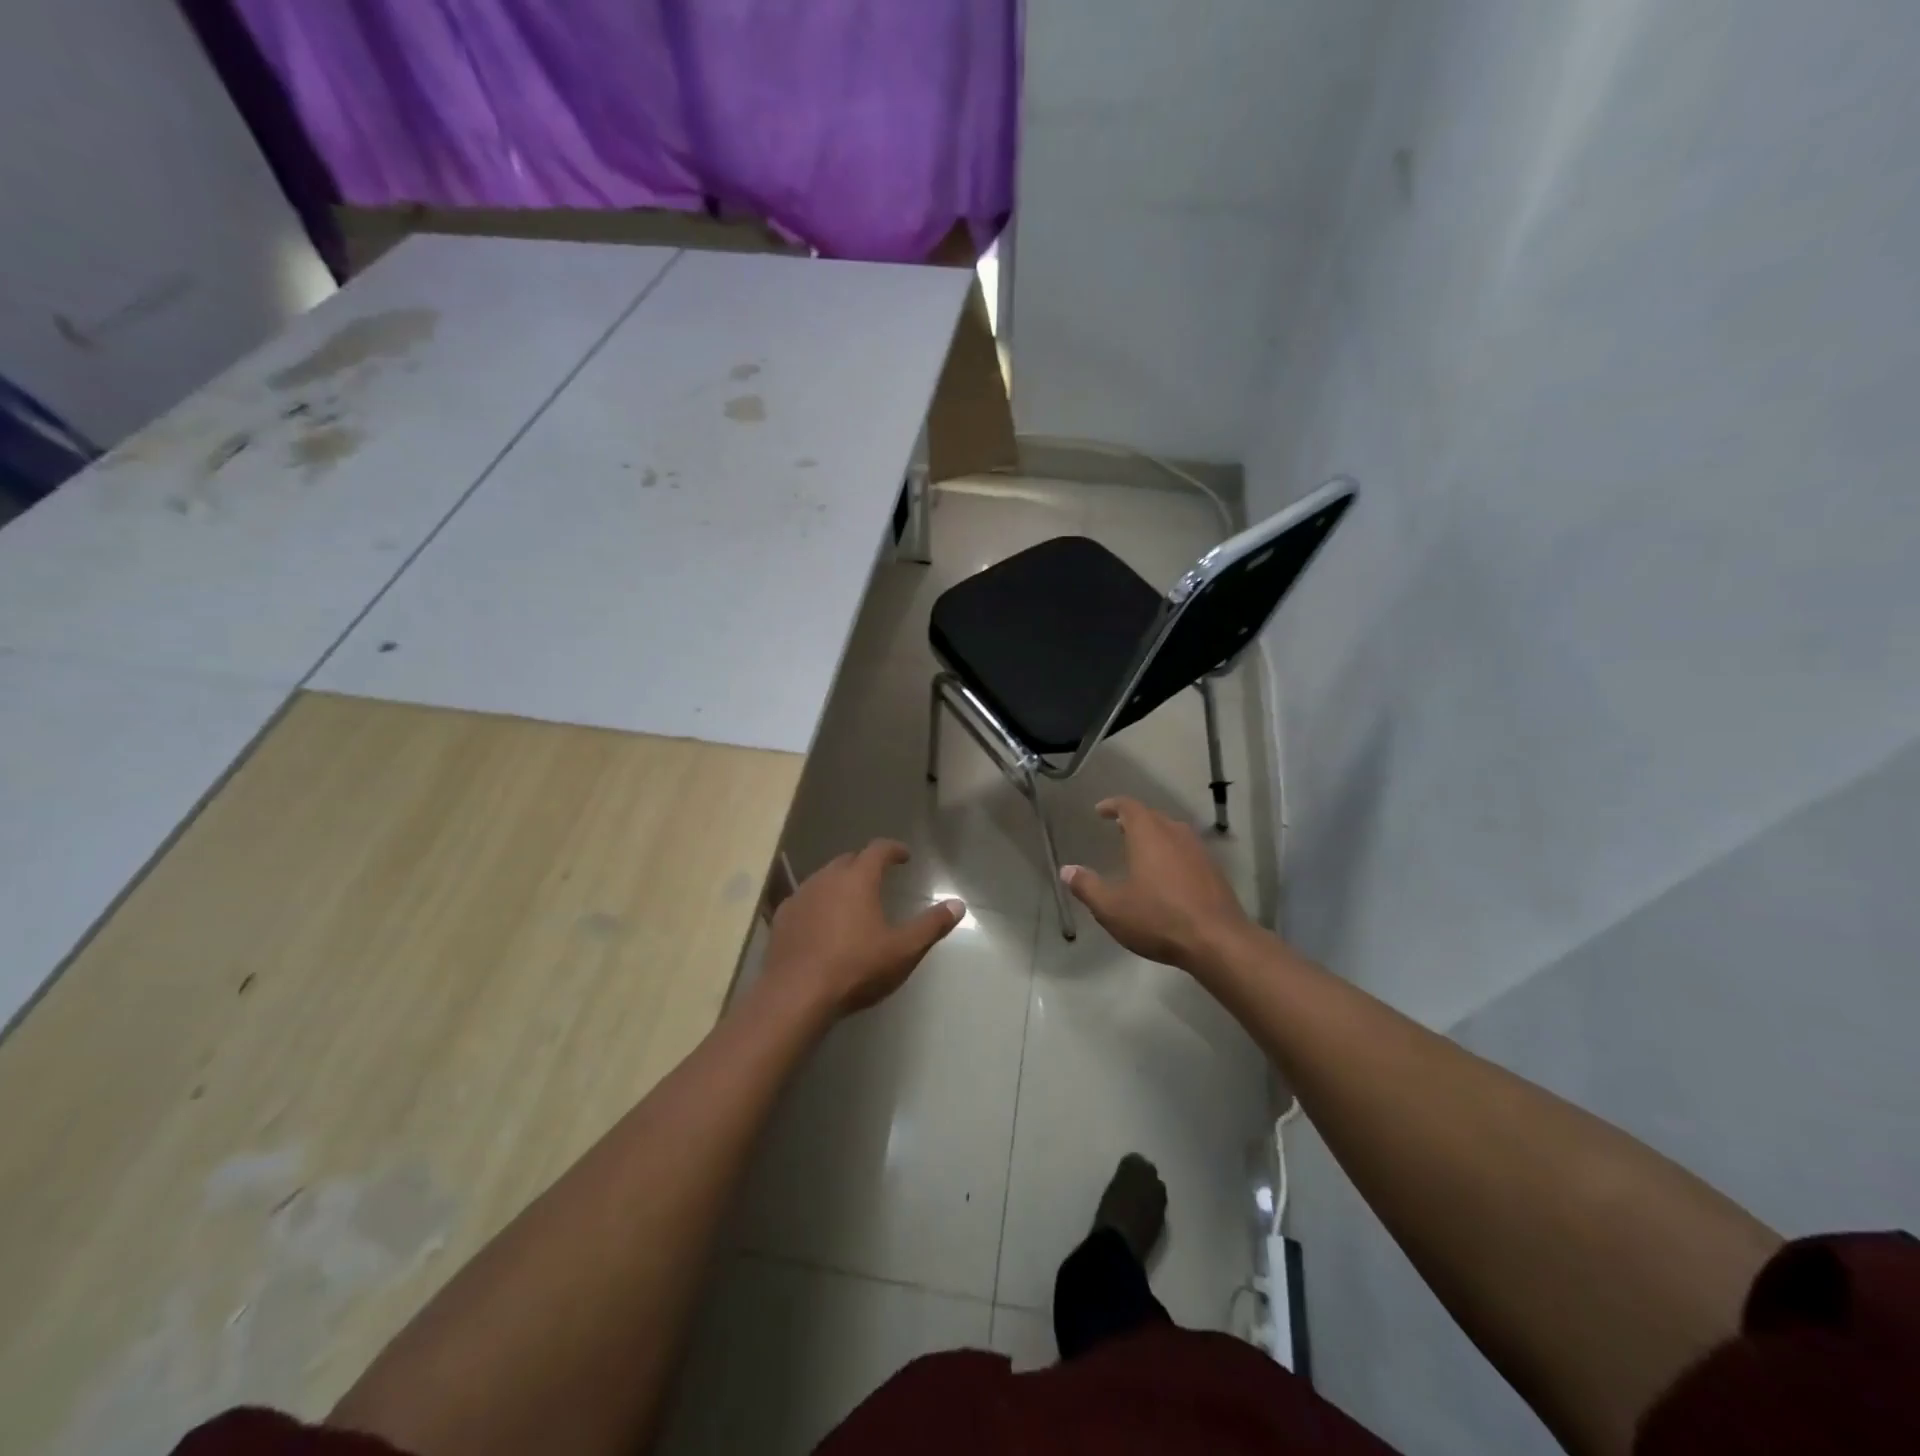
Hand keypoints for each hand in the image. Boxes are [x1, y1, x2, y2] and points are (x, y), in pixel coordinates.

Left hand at [764, 840, 963, 1016]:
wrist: (796, 995)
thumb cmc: (856, 967)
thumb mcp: (903, 950)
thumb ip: (931, 925)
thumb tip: (958, 905)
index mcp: (858, 879)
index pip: (878, 849)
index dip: (893, 849)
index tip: (904, 856)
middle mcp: (827, 878)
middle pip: (848, 860)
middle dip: (865, 864)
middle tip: (879, 877)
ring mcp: (800, 896)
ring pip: (824, 878)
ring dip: (840, 883)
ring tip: (852, 900)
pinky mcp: (782, 918)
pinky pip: (805, 899)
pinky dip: (818, 903)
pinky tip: (822, 923)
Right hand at [1061, 798, 1253, 969]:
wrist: (1218, 941)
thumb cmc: (1159, 919)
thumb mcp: (1112, 908)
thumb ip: (1087, 887)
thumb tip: (1067, 870)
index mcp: (1148, 835)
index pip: (1129, 806)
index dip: (1113, 805)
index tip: (1100, 811)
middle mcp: (1175, 834)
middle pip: (1153, 816)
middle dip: (1134, 820)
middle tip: (1119, 830)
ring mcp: (1199, 851)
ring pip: (1173, 833)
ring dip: (1156, 836)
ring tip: (1142, 851)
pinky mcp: (1214, 871)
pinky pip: (1187, 851)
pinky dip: (1172, 854)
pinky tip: (1167, 876)